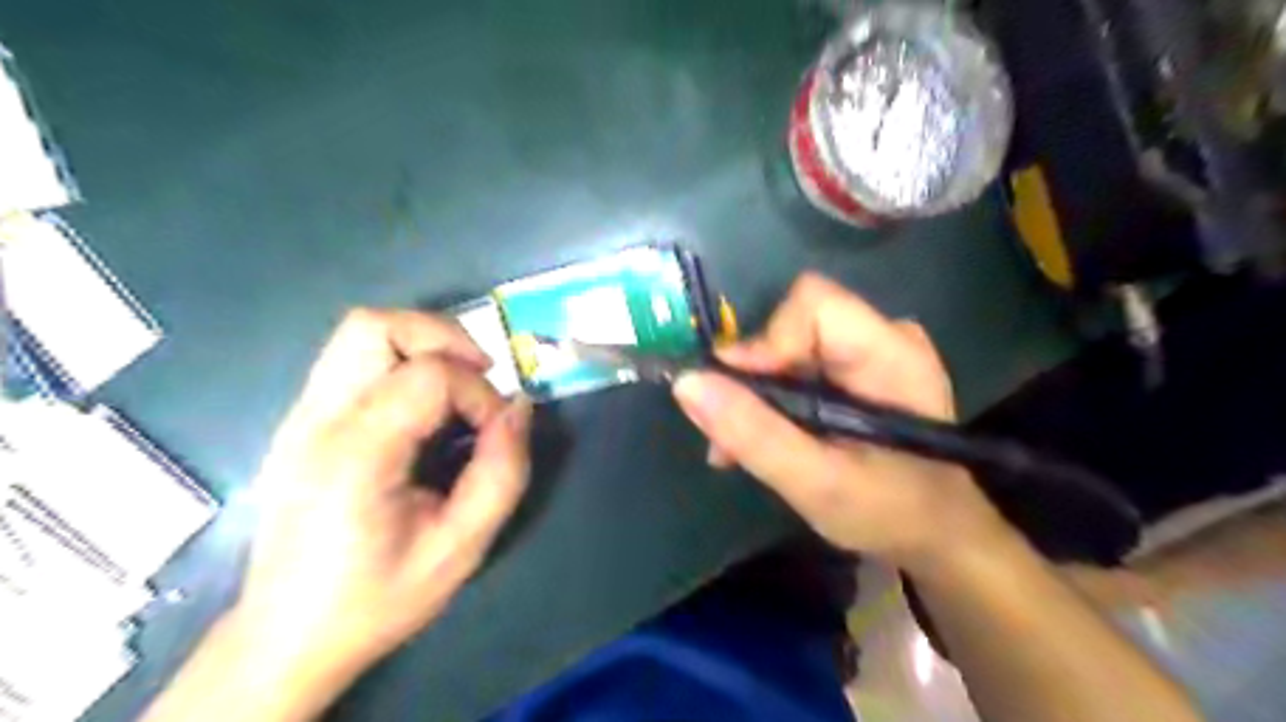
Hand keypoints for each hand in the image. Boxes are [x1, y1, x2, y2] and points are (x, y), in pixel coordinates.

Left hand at [233, 309, 530, 684]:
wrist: (286, 637)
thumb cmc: (377, 598)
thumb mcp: (461, 548)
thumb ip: (501, 472)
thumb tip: (518, 408)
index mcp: (355, 454)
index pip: (428, 375)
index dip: (479, 393)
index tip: (495, 432)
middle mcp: (317, 419)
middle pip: (375, 326)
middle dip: (443, 338)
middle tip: (479, 378)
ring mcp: (301, 415)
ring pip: (360, 332)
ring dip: (421, 344)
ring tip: (455, 387)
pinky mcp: (302, 421)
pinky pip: (354, 359)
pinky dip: (401, 362)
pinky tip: (423, 408)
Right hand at [675, 270, 1015, 575]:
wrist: (936, 535)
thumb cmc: (889, 513)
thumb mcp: (815, 483)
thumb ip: (753, 434)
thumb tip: (688, 383)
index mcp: (892, 354)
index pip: (813, 304)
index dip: (766, 341)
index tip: (732, 394)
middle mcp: (885, 337)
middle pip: (794, 325)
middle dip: (751, 377)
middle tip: (724, 433)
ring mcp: (872, 352)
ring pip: (789, 346)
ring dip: (754, 393)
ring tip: (733, 448)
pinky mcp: (859, 371)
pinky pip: (799, 365)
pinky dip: (771, 399)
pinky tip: (756, 438)